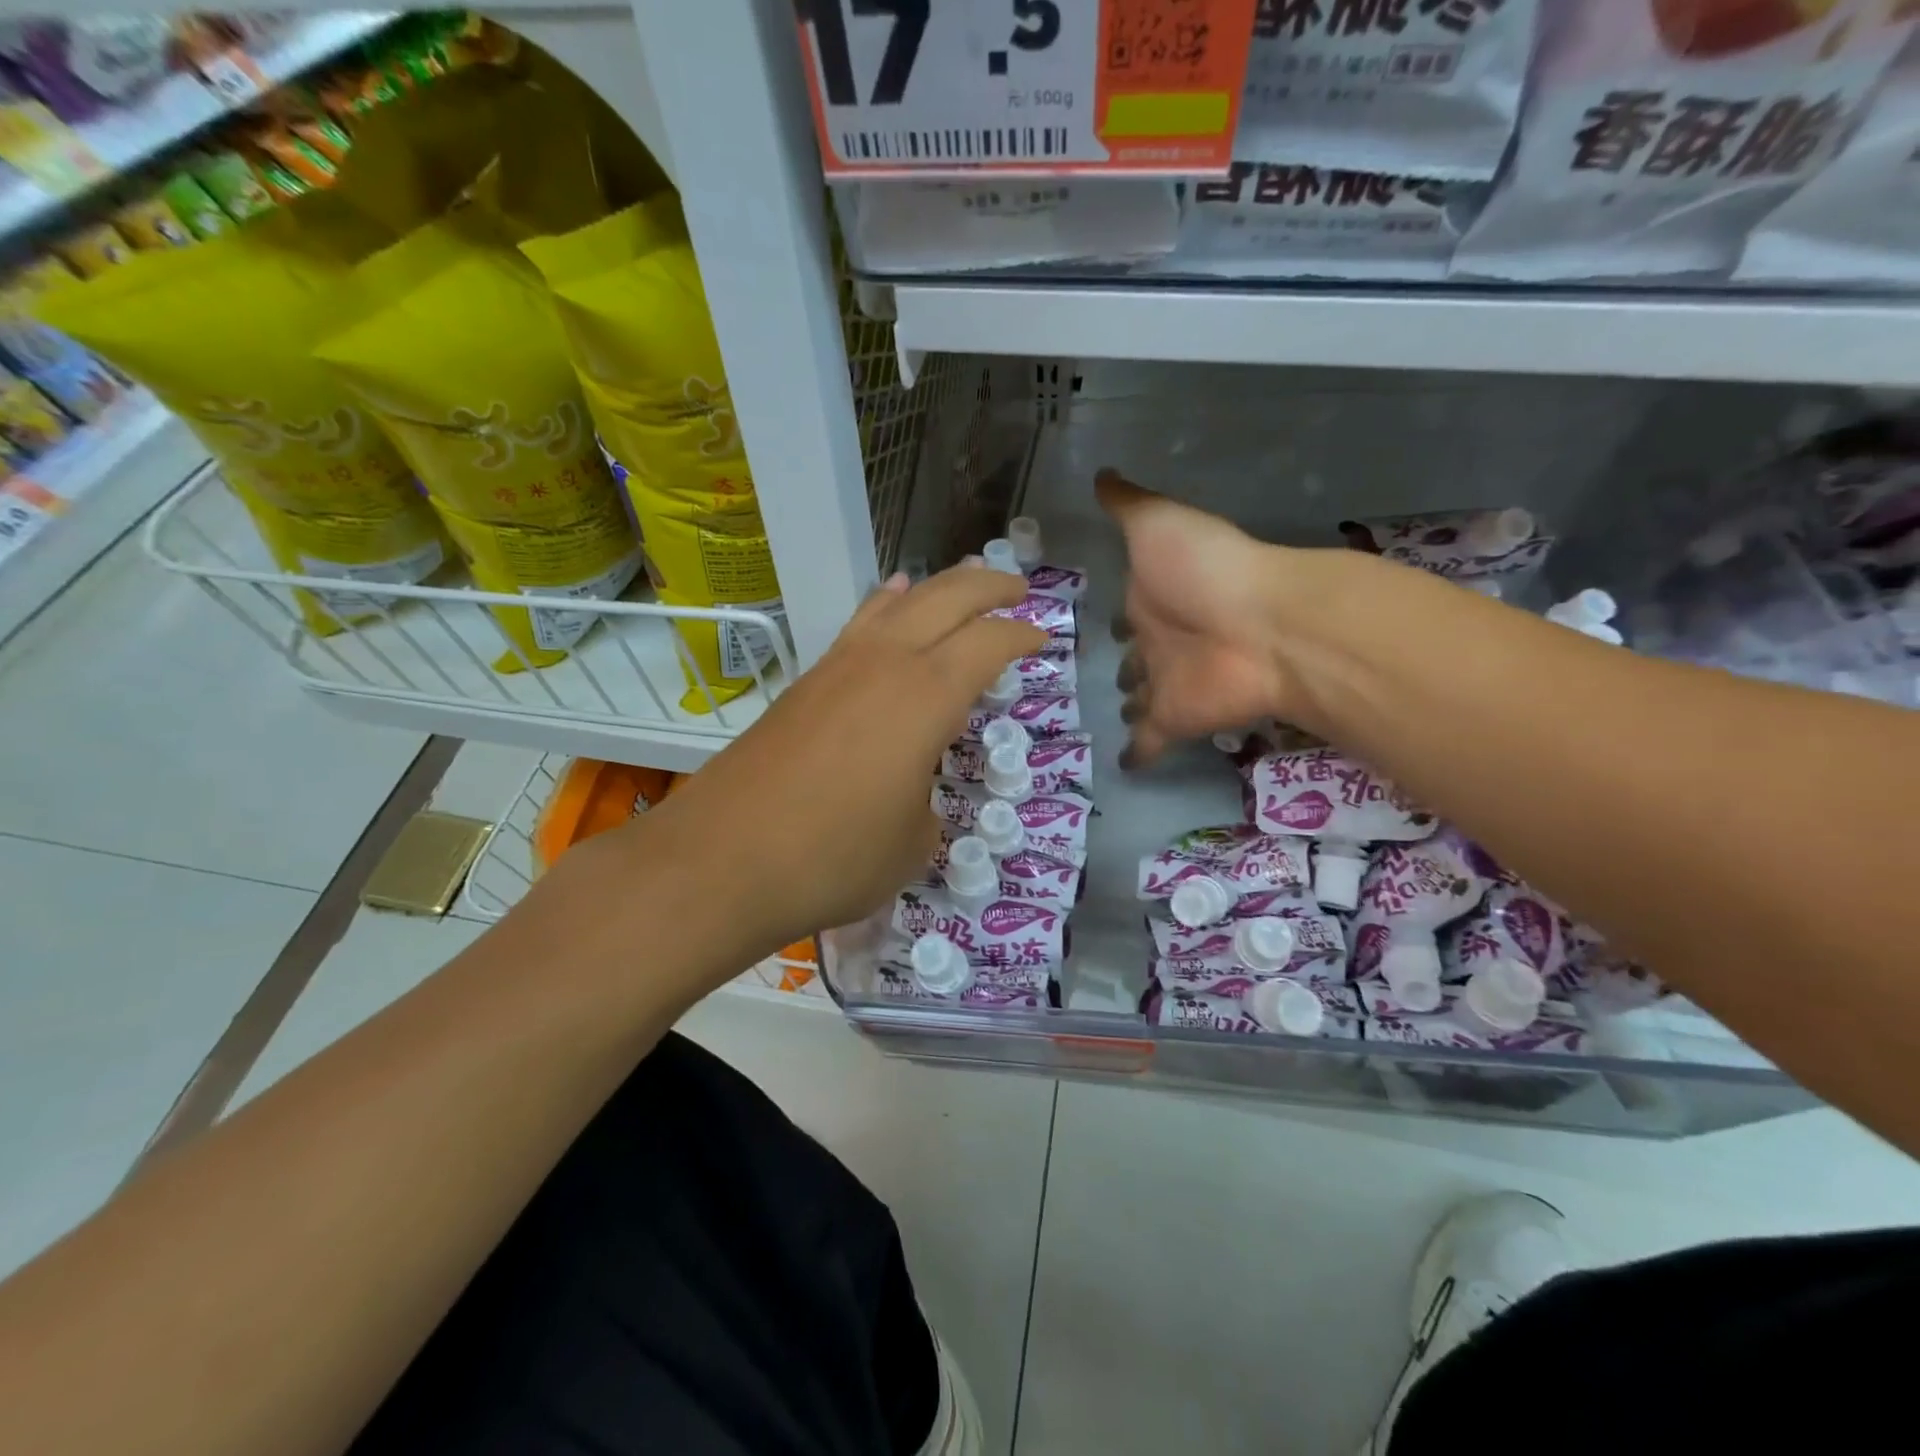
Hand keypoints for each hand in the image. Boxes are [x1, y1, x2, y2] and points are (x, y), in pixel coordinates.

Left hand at [634, 565, 1044, 960]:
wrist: (723, 860)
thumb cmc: (835, 857)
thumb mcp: (911, 845)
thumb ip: (926, 808)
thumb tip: (912, 796)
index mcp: (927, 696)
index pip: (989, 643)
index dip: (1022, 635)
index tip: (1042, 638)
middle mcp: (884, 664)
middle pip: (946, 599)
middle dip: (988, 586)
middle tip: (1017, 587)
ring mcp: (837, 667)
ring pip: (897, 602)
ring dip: (936, 588)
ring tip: (961, 584)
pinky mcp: (804, 683)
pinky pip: (859, 625)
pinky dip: (886, 607)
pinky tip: (890, 606)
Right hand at [1098, 469, 1302, 764]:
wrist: (1258, 624)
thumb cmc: (1204, 570)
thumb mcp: (1157, 523)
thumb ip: (1126, 505)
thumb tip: (1100, 473)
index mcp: (1154, 598)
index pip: (1129, 612)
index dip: (1120, 617)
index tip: (1109, 624)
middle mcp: (1161, 642)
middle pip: (1139, 659)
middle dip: (1130, 667)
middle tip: (1118, 677)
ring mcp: (1168, 683)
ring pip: (1143, 698)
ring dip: (1133, 704)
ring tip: (1121, 711)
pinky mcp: (1175, 719)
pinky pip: (1148, 742)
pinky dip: (1137, 754)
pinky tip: (1124, 765)